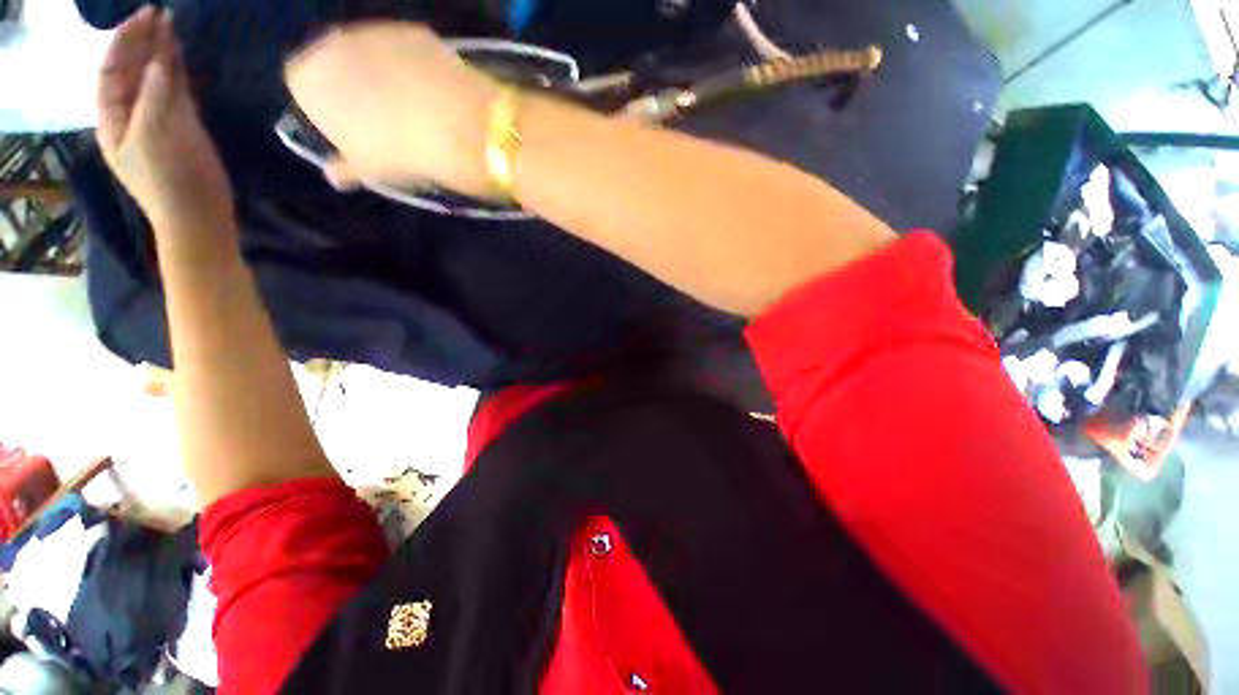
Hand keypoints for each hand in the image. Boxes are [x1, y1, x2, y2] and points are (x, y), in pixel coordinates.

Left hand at [97, 8, 233, 237]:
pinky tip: (181, 59)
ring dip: (161, 55)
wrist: (199, 218)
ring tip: (171, 29)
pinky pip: (176, 94)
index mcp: (113, 119)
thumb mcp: (155, 136)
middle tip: (161, 15)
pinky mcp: (185, 130)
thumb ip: (155, 95)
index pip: (112, 69)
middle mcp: (132, 115)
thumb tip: (161, 56)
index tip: (148, 17)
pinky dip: (178, 75)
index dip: (126, 41)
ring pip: (155, 80)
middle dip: (143, 42)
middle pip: (132, 71)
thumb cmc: (169, 182)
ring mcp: (159, 122)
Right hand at [285, 23, 500, 197]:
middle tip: (383, 120)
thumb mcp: (368, 170)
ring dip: (383, 73)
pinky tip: (435, 92)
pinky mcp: (414, 31)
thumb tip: (336, 174)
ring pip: (370, 53)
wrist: (456, 127)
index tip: (349, 130)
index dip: (325, 108)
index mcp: (306, 78)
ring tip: (413, 108)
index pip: (302, 87)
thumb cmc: (399, 154)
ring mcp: (375, 30)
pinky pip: (406, 50)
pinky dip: (415, 67)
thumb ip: (345, 167)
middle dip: (352, 86)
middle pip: (334, 63)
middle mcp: (331, 43)